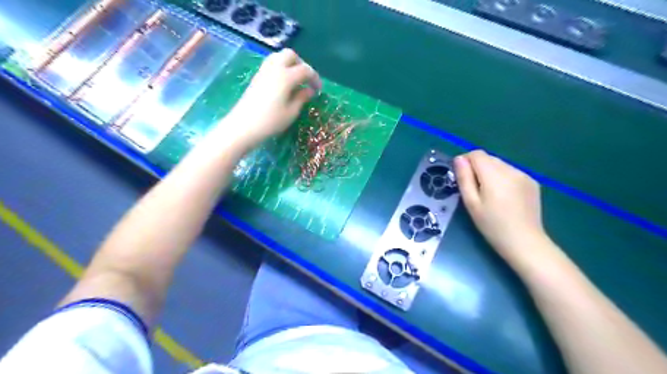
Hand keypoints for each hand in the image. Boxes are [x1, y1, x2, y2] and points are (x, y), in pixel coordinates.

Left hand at [222, 48, 321, 146]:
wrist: (244, 126)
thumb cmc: (271, 121)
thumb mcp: (291, 112)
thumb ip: (302, 98)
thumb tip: (309, 90)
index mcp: (286, 77)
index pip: (305, 70)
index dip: (315, 78)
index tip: (318, 89)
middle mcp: (274, 68)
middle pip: (290, 55)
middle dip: (301, 64)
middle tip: (306, 80)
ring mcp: (263, 71)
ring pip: (279, 56)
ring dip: (290, 64)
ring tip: (295, 80)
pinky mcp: (257, 77)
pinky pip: (271, 64)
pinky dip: (280, 68)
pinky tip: (283, 84)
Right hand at [453, 151, 546, 260]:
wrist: (525, 242)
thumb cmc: (492, 225)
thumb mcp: (471, 203)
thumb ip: (464, 178)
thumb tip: (459, 159)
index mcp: (494, 174)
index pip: (476, 154)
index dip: (466, 162)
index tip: (462, 177)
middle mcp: (511, 169)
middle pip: (489, 158)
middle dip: (478, 168)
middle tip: (474, 190)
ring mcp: (524, 175)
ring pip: (500, 165)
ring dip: (491, 173)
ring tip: (490, 194)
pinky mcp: (532, 182)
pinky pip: (512, 172)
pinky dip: (503, 178)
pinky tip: (505, 197)